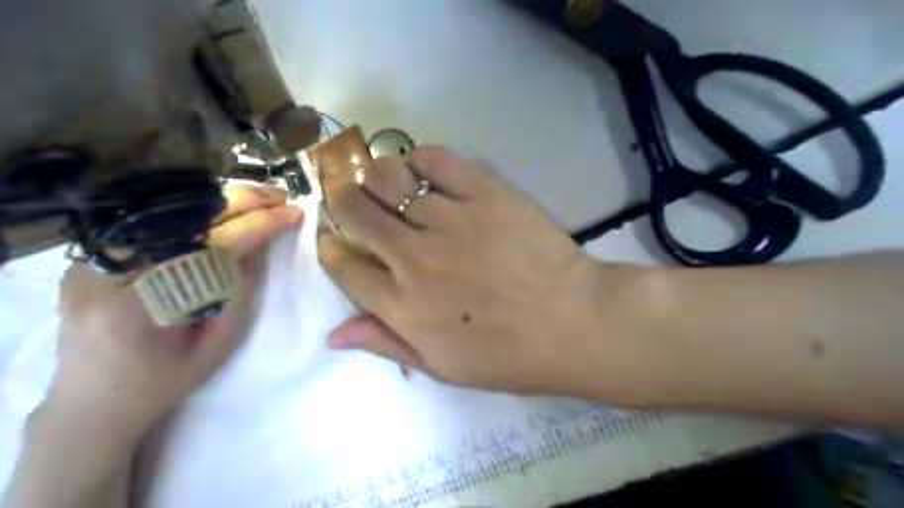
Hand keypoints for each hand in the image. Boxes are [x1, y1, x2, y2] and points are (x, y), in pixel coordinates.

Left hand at [47, 185, 302, 436]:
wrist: (93, 402)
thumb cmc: (165, 381)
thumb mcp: (217, 344)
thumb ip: (240, 290)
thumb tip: (264, 241)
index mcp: (142, 307)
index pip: (212, 247)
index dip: (258, 225)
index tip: (293, 213)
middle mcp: (106, 275)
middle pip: (185, 219)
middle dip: (240, 202)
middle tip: (280, 195)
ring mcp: (89, 262)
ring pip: (166, 213)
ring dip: (219, 201)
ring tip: (259, 199)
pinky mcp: (89, 257)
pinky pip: (151, 222)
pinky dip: (193, 212)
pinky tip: (221, 211)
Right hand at [321, 144, 629, 394]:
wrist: (574, 322)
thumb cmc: (511, 354)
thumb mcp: (443, 367)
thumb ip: (387, 344)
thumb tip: (333, 334)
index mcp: (404, 306)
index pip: (343, 267)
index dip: (332, 250)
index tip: (337, 242)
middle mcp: (416, 258)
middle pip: (354, 211)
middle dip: (344, 203)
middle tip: (356, 205)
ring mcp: (450, 221)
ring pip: (387, 178)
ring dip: (377, 179)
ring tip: (389, 187)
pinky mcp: (484, 193)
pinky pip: (434, 159)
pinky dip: (418, 159)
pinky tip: (423, 173)